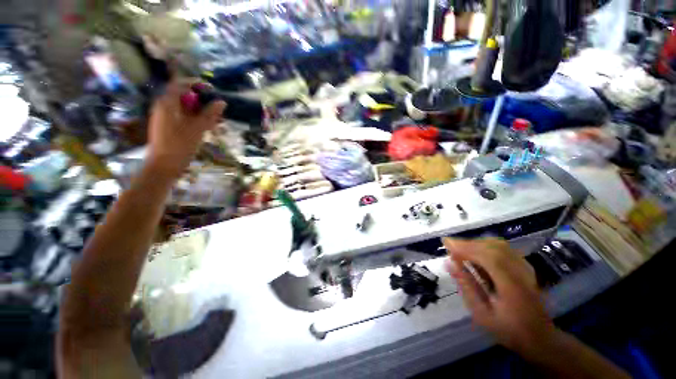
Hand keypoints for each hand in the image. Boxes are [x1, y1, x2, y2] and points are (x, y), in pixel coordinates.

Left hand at [146, 79, 225, 178]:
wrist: (164, 165)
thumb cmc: (180, 145)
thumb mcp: (198, 128)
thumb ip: (210, 114)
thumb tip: (222, 102)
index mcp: (167, 103)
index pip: (180, 84)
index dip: (196, 83)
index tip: (211, 89)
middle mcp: (164, 107)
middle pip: (183, 96)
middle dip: (201, 100)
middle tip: (216, 107)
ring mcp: (166, 117)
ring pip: (185, 108)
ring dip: (201, 110)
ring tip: (216, 119)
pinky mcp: (169, 127)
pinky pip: (184, 117)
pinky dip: (196, 118)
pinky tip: (208, 126)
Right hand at [443, 238, 555, 355]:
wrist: (540, 338)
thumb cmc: (508, 330)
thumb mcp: (482, 314)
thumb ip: (466, 286)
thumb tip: (448, 263)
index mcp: (511, 286)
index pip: (488, 257)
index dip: (465, 247)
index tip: (446, 243)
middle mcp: (520, 273)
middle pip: (492, 247)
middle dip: (468, 244)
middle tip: (449, 246)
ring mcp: (525, 269)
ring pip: (498, 245)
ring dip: (476, 243)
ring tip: (460, 249)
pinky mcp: (525, 267)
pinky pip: (504, 249)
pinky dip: (486, 246)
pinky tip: (476, 252)